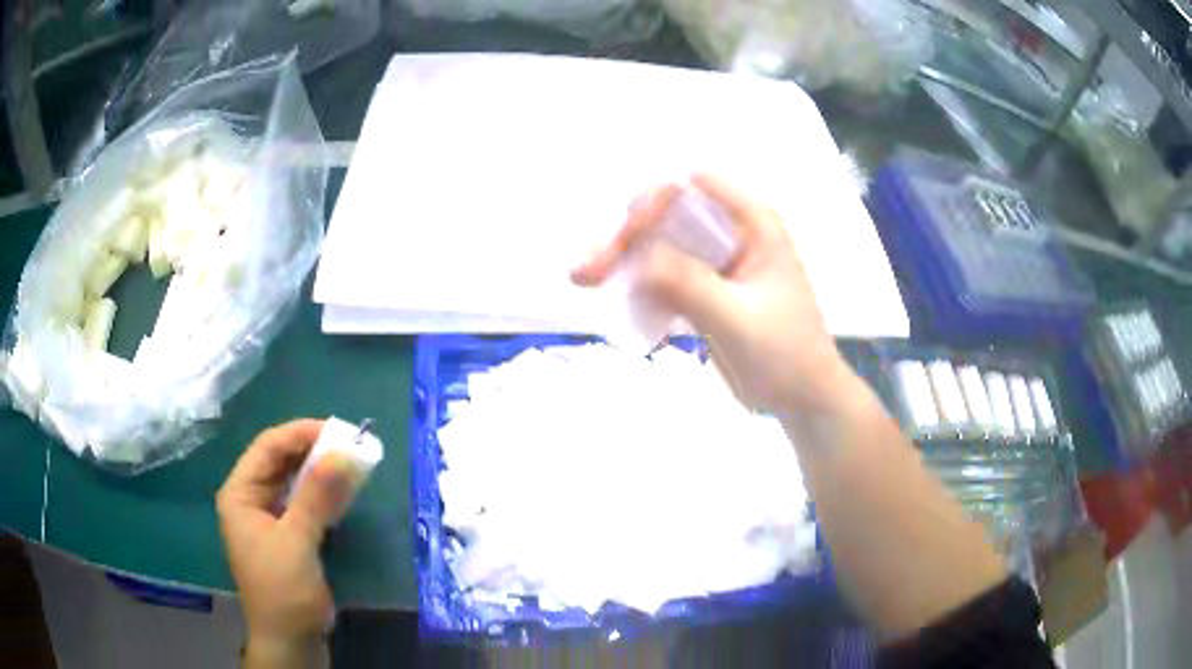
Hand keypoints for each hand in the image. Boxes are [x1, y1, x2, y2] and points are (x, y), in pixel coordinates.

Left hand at [217, 419, 346, 666]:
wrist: (291, 640)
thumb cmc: (283, 590)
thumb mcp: (297, 541)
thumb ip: (317, 496)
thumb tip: (345, 452)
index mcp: (240, 493)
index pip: (268, 447)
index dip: (301, 433)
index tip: (339, 431)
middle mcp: (251, 499)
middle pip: (281, 461)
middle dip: (314, 451)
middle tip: (351, 446)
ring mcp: (269, 518)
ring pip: (295, 481)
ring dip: (321, 472)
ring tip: (353, 463)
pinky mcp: (288, 535)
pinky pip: (305, 503)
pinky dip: (324, 495)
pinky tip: (344, 491)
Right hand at [572, 174, 857, 416]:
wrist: (802, 399)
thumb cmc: (786, 355)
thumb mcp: (738, 319)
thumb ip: (690, 284)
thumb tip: (638, 256)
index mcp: (752, 224)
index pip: (693, 187)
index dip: (654, 202)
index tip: (626, 239)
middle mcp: (730, 233)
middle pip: (665, 215)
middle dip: (625, 237)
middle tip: (587, 271)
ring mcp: (714, 262)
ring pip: (657, 244)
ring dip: (621, 259)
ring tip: (583, 280)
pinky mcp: (702, 290)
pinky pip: (661, 275)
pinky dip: (636, 285)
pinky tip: (614, 301)